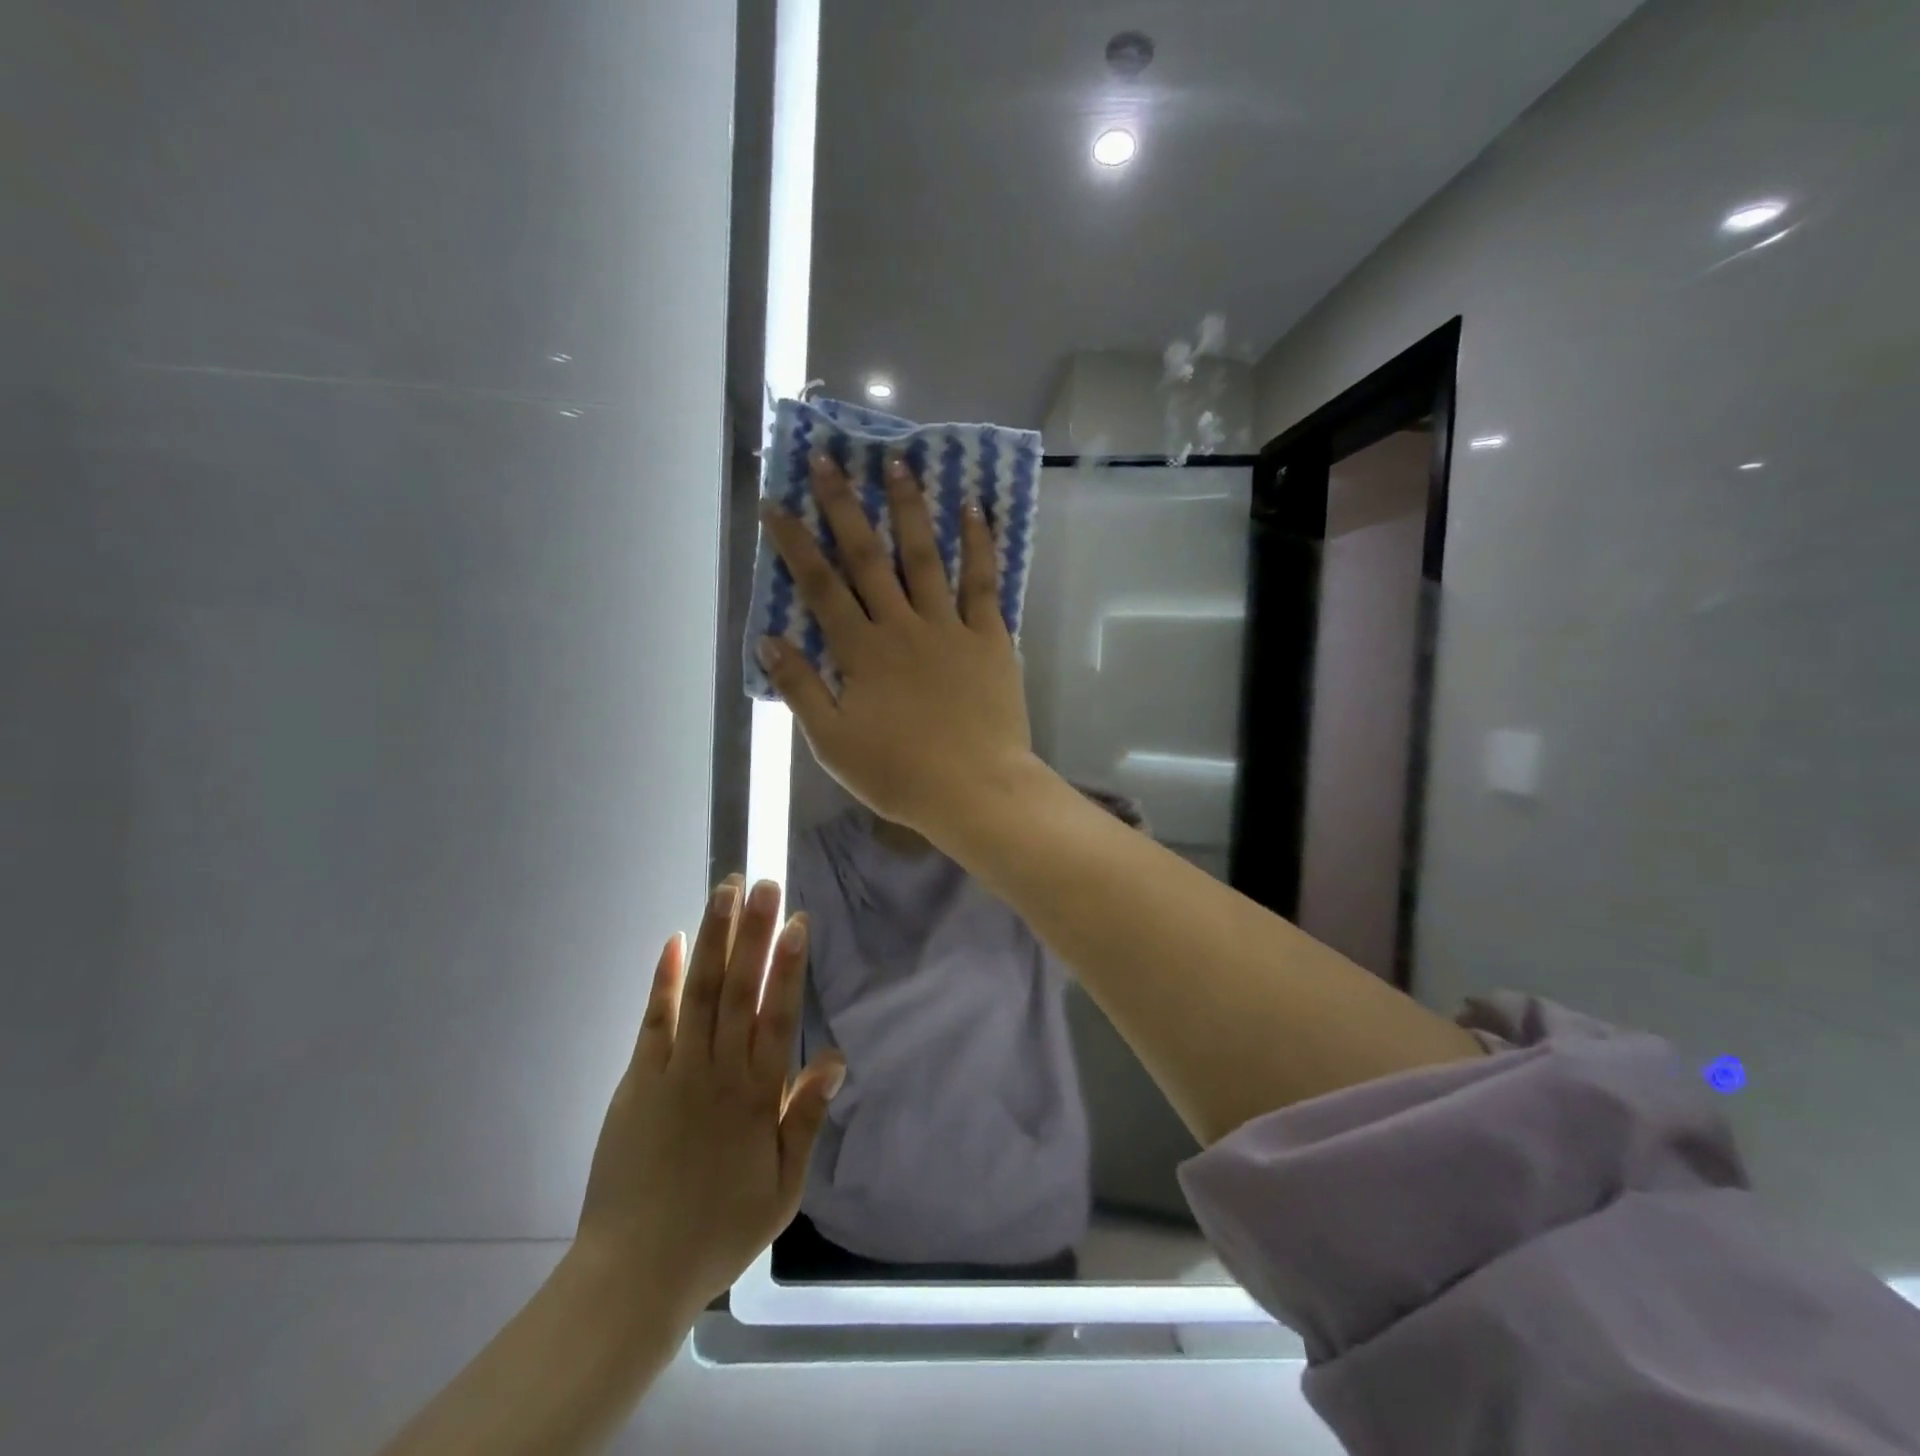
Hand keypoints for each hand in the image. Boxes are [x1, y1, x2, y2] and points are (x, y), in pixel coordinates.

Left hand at [575, 876, 844, 1316]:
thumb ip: (805, 1119)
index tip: (798, 921)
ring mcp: (674, 1070)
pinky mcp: (639, 1079)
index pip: (778, 1016)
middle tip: (764, 883)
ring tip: (724, 892)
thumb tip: (835, 1059)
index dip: (789, 966)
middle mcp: (718, 1070)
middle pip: (739, 990)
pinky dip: (665, 979)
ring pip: (699, 991)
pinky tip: (674, 941)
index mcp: (757, 1095)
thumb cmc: (719, 1230)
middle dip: (754, 932)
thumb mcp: (782, 1188)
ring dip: (714, 938)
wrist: (634, 1273)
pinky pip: (654, 1019)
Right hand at [758, 453, 1035, 837]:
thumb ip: (802, 689)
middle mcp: (902, 626)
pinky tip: (974, 509)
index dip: (795, 544)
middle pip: (868, 557)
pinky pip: (983, 583)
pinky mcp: (990, 638)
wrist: (975, 790)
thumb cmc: (899, 774)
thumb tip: (770, 641)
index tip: (776, 504)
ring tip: (898, 462)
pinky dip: (979, 544)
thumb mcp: (834, 743)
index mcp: (861, 652)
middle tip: (828, 459)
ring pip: (924, 557)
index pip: (820, 587)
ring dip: (909, 508)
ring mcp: (949, 627)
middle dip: (844, 506)